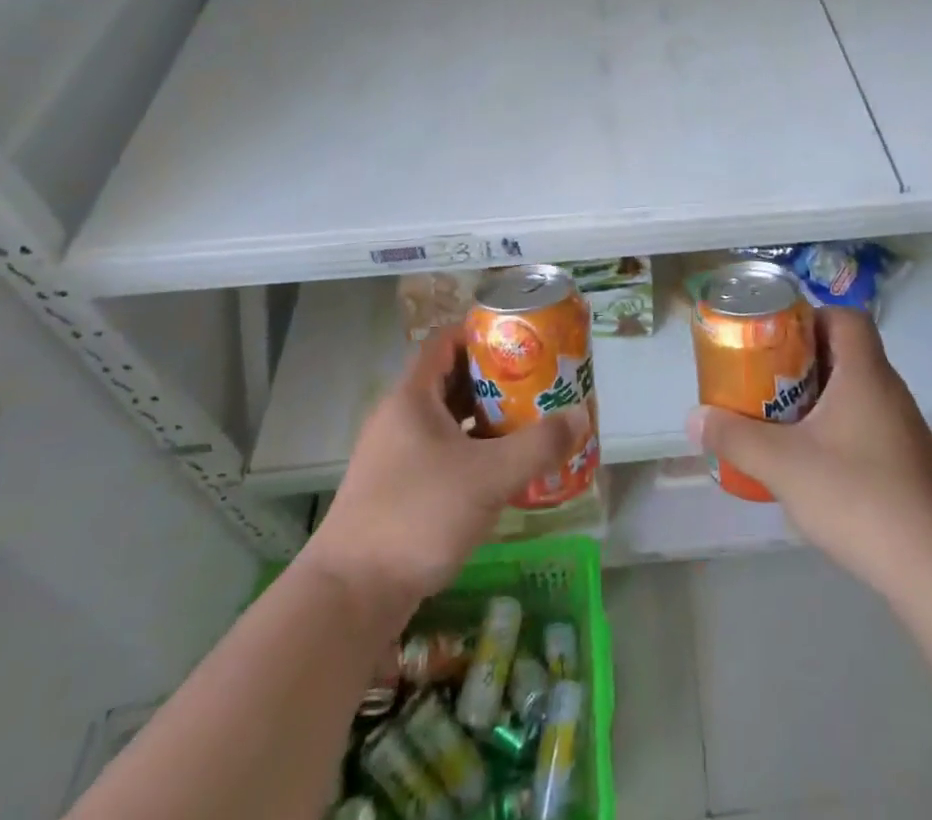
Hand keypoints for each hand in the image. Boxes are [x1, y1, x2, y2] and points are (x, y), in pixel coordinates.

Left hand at [303, 327, 586, 606]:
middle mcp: (400, 417)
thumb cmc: (417, 516)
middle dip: (495, 377)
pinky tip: (502, 468)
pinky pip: (443, 451)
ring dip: (486, 416)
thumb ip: (538, 445)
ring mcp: (396, 455)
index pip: (446, 340)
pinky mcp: (398, 489)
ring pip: (448, 419)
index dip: (483, 332)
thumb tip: (581, 416)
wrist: (350, 598)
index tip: (522, 339)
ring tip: (529, 419)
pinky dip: (473, 450)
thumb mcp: (488, 477)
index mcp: (412, 397)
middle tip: (537, 380)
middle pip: (452, 378)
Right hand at [689, 307, 931, 594]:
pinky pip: (868, 423)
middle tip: (768, 379)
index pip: (847, 318)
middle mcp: (890, 391)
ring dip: (821, 396)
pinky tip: (816, 463)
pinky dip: (840, 428)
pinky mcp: (909, 462)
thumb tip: (694, 418)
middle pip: (848, 353)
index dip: (812, 318)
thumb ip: (735, 437)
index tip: (778, 338)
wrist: (931, 567)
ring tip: (784, 420)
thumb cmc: (855, 495)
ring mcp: (904, 428)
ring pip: (858, 391)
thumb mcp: (782, 465)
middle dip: (805, 360)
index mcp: (866, 374)